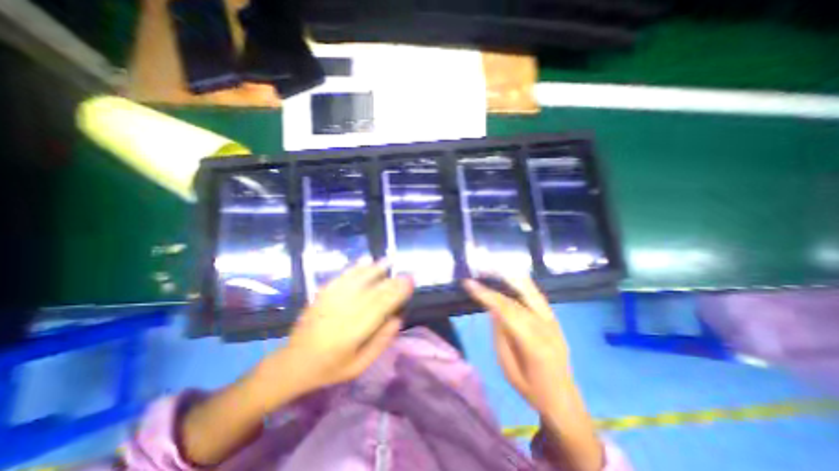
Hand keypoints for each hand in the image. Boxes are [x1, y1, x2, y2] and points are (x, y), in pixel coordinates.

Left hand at [256, 257, 411, 407]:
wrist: (293, 362)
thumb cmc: (330, 367)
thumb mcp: (359, 365)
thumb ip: (380, 342)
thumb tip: (398, 318)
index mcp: (354, 332)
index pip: (381, 307)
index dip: (397, 293)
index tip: (410, 284)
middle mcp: (344, 312)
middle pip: (373, 292)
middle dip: (392, 282)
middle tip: (406, 274)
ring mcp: (331, 300)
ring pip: (358, 280)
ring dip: (376, 270)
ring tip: (389, 261)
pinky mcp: (323, 294)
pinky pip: (343, 277)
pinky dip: (356, 268)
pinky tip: (366, 260)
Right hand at [461, 276, 574, 414]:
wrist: (563, 399)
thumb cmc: (531, 388)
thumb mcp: (507, 366)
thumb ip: (500, 334)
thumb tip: (492, 309)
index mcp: (533, 344)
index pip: (506, 311)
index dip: (486, 294)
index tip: (468, 283)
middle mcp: (546, 327)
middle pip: (517, 298)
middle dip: (497, 281)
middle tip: (480, 269)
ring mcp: (553, 321)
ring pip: (531, 292)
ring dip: (511, 277)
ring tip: (494, 267)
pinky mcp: (555, 319)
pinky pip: (536, 296)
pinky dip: (523, 283)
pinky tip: (513, 276)